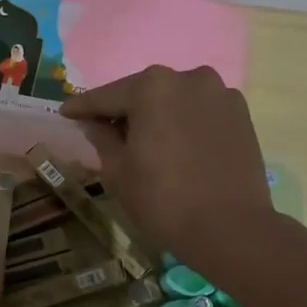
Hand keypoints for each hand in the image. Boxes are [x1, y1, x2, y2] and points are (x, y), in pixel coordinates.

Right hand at [60, 66, 277, 271]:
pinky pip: (200, 112)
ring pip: (174, 100)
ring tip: (143, 139)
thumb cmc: (163, 200)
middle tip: (103, 128)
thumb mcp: (117, 171)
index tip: (65, 113)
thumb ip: (102, 138)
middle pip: (144, 93)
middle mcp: (188, 78)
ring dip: (156, 114)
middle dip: (123, 110)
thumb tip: (96, 124)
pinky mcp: (241, 114)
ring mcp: (219, 94)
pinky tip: (176, 145)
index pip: (106, 96)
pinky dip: (184, 122)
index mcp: (152, 87)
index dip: (82, 108)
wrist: (230, 228)